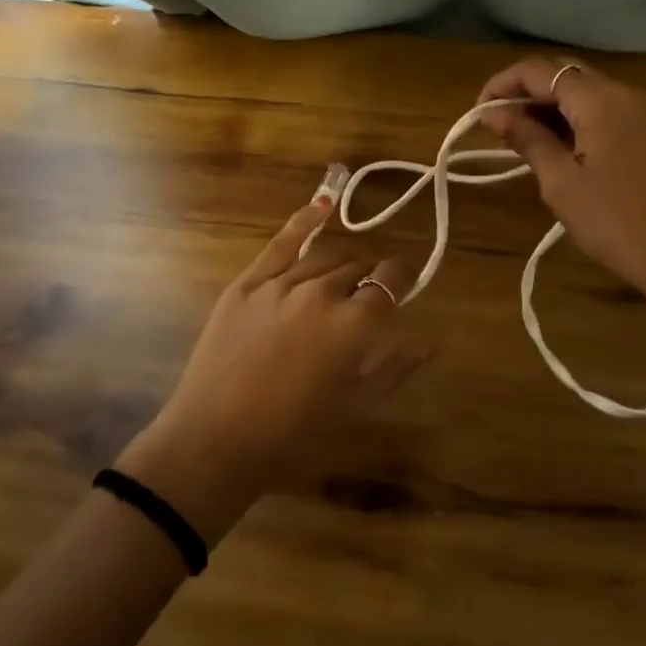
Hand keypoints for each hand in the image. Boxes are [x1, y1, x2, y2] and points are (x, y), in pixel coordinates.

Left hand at [119, 181, 424, 541]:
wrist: (214, 441)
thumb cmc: (293, 436)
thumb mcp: (354, 409)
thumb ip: (395, 371)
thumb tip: (431, 345)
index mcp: (354, 325)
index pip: (390, 283)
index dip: (402, 278)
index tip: (404, 281)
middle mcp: (322, 292)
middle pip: (358, 267)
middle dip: (369, 276)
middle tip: (366, 297)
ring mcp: (281, 283)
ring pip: (325, 257)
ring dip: (341, 265)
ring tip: (341, 279)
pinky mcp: (248, 283)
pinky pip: (282, 242)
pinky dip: (305, 220)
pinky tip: (322, 204)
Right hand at [478, 58, 645, 327]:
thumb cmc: (618, 223)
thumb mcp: (562, 183)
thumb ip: (527, 140)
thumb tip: (493, 113)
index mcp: (599, 99)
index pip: (539, 70)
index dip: (502, 84)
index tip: (477, 113)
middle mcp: (624, 93)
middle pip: (564, 75)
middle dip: (526, 94)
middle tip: (498, 128)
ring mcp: (644, 113)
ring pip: (586, 94)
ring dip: (550, 109)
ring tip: (522, 142)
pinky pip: (606, 113)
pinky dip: (576, 121)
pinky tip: (560, 151)